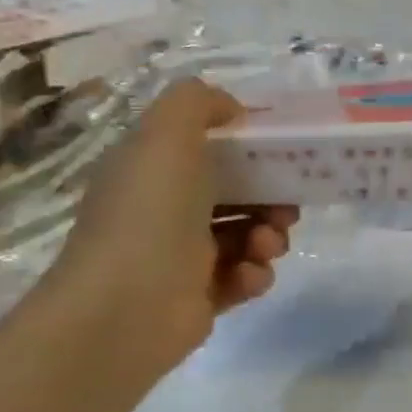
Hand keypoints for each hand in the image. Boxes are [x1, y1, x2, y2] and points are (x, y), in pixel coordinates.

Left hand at [40, 80, 296, 376]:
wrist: (124, 309)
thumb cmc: (149, 214)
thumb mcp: (166, 134)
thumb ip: (197, 102)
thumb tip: (231, 109)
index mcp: (151, 169)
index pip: (205, 148)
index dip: (246, 147)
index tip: (280, 151)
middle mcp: (164, 209)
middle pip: (235, 192)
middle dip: (271, 196)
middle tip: (287, 206)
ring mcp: (181, 256)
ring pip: (246, 234)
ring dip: (269, 235)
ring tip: (267, 245)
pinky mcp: (200, 297)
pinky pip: (243, 276)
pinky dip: (255, 273)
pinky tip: (249, 275)